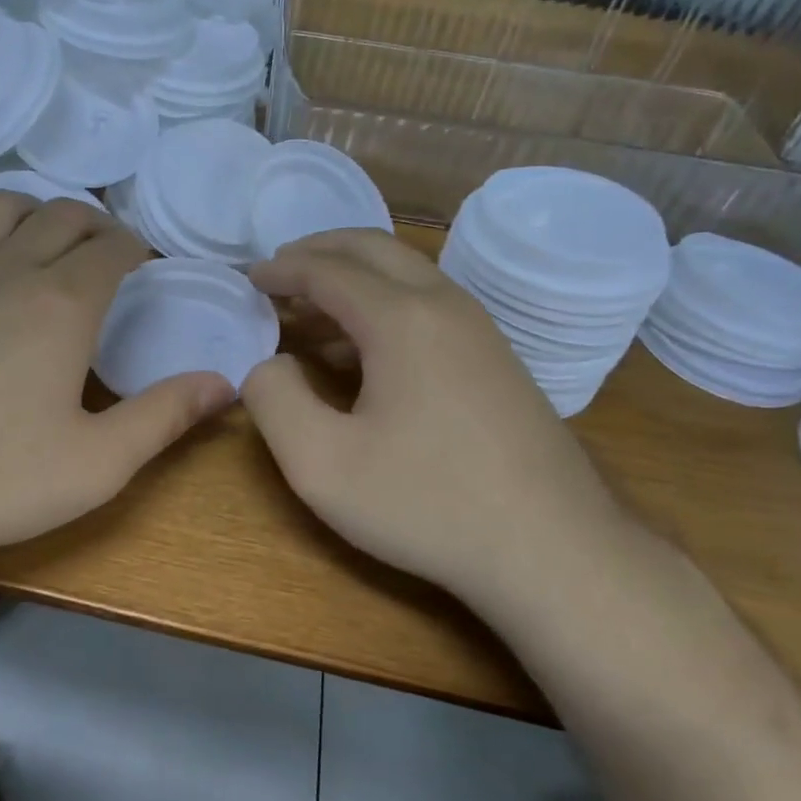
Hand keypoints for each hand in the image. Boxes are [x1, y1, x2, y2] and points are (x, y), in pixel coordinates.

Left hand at [0, 194, 233, 582]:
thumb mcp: (97, 463)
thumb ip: (164, 417)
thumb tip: (225, 384)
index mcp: (61, 304)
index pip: (110, 248)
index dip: (136, 248)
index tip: (147, 265)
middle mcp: (8, 273)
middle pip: (60, 214)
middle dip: (96, 223)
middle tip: (111, 253)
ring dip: (36, 213)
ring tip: (50, 245)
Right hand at [243, 230, 633, 602]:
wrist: (553, 550)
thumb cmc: (427, 504)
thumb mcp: (321, 463)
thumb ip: (273, 400)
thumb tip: (270, 363)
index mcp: (401, 318)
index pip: (327, 270)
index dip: (281, 269)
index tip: (248, 277)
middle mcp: (444, 305)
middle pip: (373, 249)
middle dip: (319, 251)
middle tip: (278, 271)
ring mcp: (479, 330)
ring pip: (405, 275)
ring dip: (352, 278)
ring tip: (308, 310)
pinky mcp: (496, 359)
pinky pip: (428, 306)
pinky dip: (382, 305)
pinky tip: (360, 351)